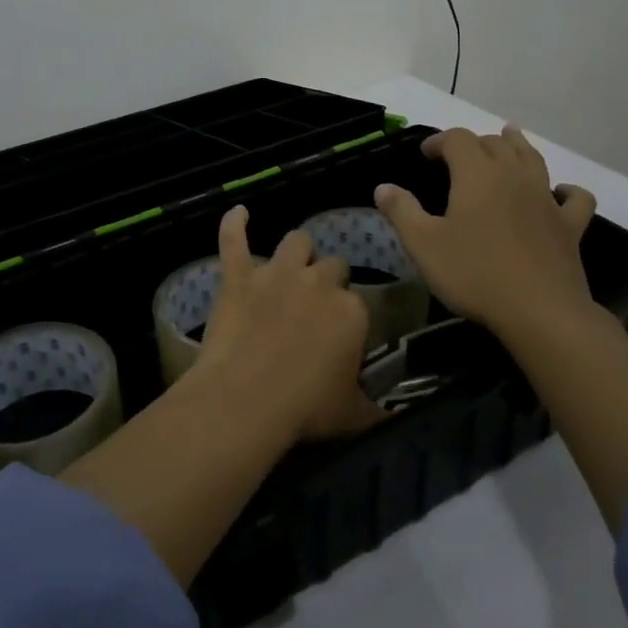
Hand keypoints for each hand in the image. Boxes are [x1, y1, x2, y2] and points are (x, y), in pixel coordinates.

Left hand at [195, 205, 383, 442]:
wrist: (246, 399)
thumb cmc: (305, 409)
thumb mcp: (354, 415)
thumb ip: (377, 408)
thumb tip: (393, 416)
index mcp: (351, 310)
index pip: (358, 300)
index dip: (347, 315)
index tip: (339, 335)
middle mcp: (318, 282)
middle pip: (332, 264)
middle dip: (327, 278)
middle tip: (316, 304)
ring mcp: (276, 274)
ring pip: (295, 241)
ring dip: (297, 251)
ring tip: (292, 265)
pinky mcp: (238, 277)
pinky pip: (233, 240)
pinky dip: (234, 224)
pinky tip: (238, 212)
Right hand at [374, 125, 597, 343]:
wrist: (539, 311)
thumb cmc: (474, 273)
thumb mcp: (423, 244)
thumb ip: (401, 211)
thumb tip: (383, 187)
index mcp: (477, 174)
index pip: (457, 139)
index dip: (439, 141)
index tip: (425, 154)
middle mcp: (514, 176)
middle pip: (495, 144)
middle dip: (473, 143)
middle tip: (456, 157)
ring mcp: (547, 199)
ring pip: (533, 159)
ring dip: (518, 145)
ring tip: (509, 137)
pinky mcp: (569, 226)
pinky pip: (575, 198)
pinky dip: (566, 190)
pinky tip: (560, 192)